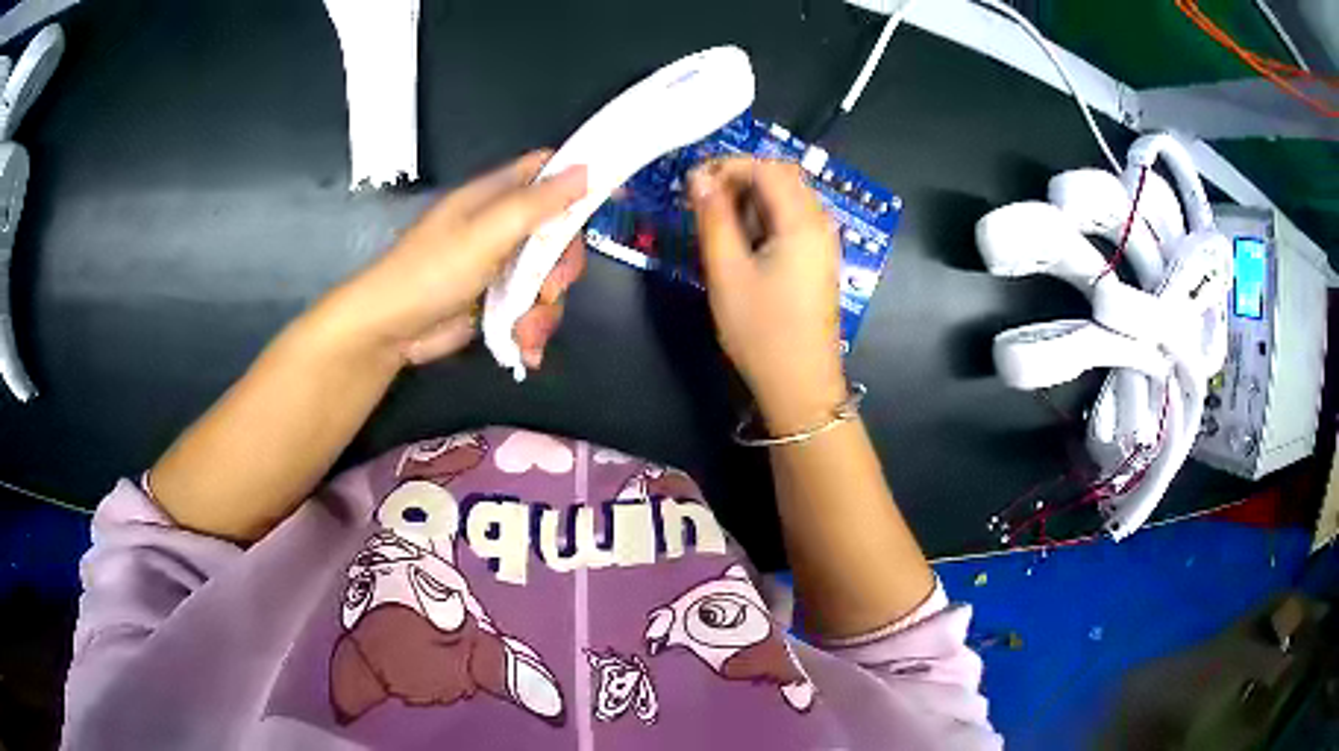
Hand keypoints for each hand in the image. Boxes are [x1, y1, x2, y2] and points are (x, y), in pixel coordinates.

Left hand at [315, 150, 587, 368]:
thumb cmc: (431, 271)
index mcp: (496, 196)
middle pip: (559, 232)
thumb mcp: (486, 233)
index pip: (547, 170)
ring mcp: (501, 266)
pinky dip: (533, 329)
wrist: (390, 330)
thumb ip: (536, 204)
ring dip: (546, 309)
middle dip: (563, 265)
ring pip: (549, 277)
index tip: (612, 196)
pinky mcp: (497, 301)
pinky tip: (525, 348)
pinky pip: (533, 308)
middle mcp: (502, 226)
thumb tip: (588, 169)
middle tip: (551, 287)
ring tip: (526, 332)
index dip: (580, 177)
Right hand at [689, 157, 846, 432]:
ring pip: (788, 198)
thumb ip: (713, 218)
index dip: (728, 166)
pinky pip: (793, 220)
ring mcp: (824, 242)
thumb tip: (698, 177)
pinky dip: (765, 217)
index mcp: (802, 220)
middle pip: (782, 177)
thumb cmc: (761, 330)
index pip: (767, 168)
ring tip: (716, 221)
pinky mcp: (819, 260)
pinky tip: (743, 240)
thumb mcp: (727, 272)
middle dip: (740, 178)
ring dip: (751, 197)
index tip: (692, 183)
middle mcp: (820, 223)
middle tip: (701, 200)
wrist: (800, 385)